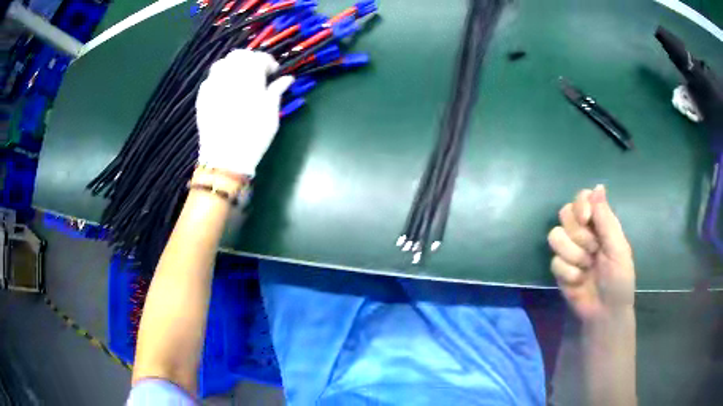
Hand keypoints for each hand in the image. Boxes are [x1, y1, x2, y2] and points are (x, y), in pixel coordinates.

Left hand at [196, 50, 293, 175]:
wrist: (225, 157)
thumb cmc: (254, 134)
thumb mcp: (271, 112)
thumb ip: (277, 90)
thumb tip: (287, 78)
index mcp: (249, 75)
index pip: (260, 57)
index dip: (269, 62)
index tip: (274, 73)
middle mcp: (229, 74)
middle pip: (239, 55)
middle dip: (250, 60)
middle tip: (257, 74)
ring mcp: (212, 85)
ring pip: (222, 63)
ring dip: (233, 66)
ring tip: (239, 80)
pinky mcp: (202, 97)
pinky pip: (210, 79)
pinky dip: (219, 78)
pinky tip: (225, 90)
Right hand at [547, 185, 634, 322]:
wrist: (605, 312)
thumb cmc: (619, 279)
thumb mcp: (618, 248)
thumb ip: (606, 219)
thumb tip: (598, 187)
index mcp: (600, 223)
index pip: (582, 198)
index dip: (580, 204)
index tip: (587, 218)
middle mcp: (582, 232)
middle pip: (565, 213)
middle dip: (579, 234)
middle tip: (593, 250)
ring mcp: (569, 250)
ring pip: (555, 236)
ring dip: (573, 254)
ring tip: (586, 267)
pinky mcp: (559, 269)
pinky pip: (554, 261)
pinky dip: (568, 272)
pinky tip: (579, 281)